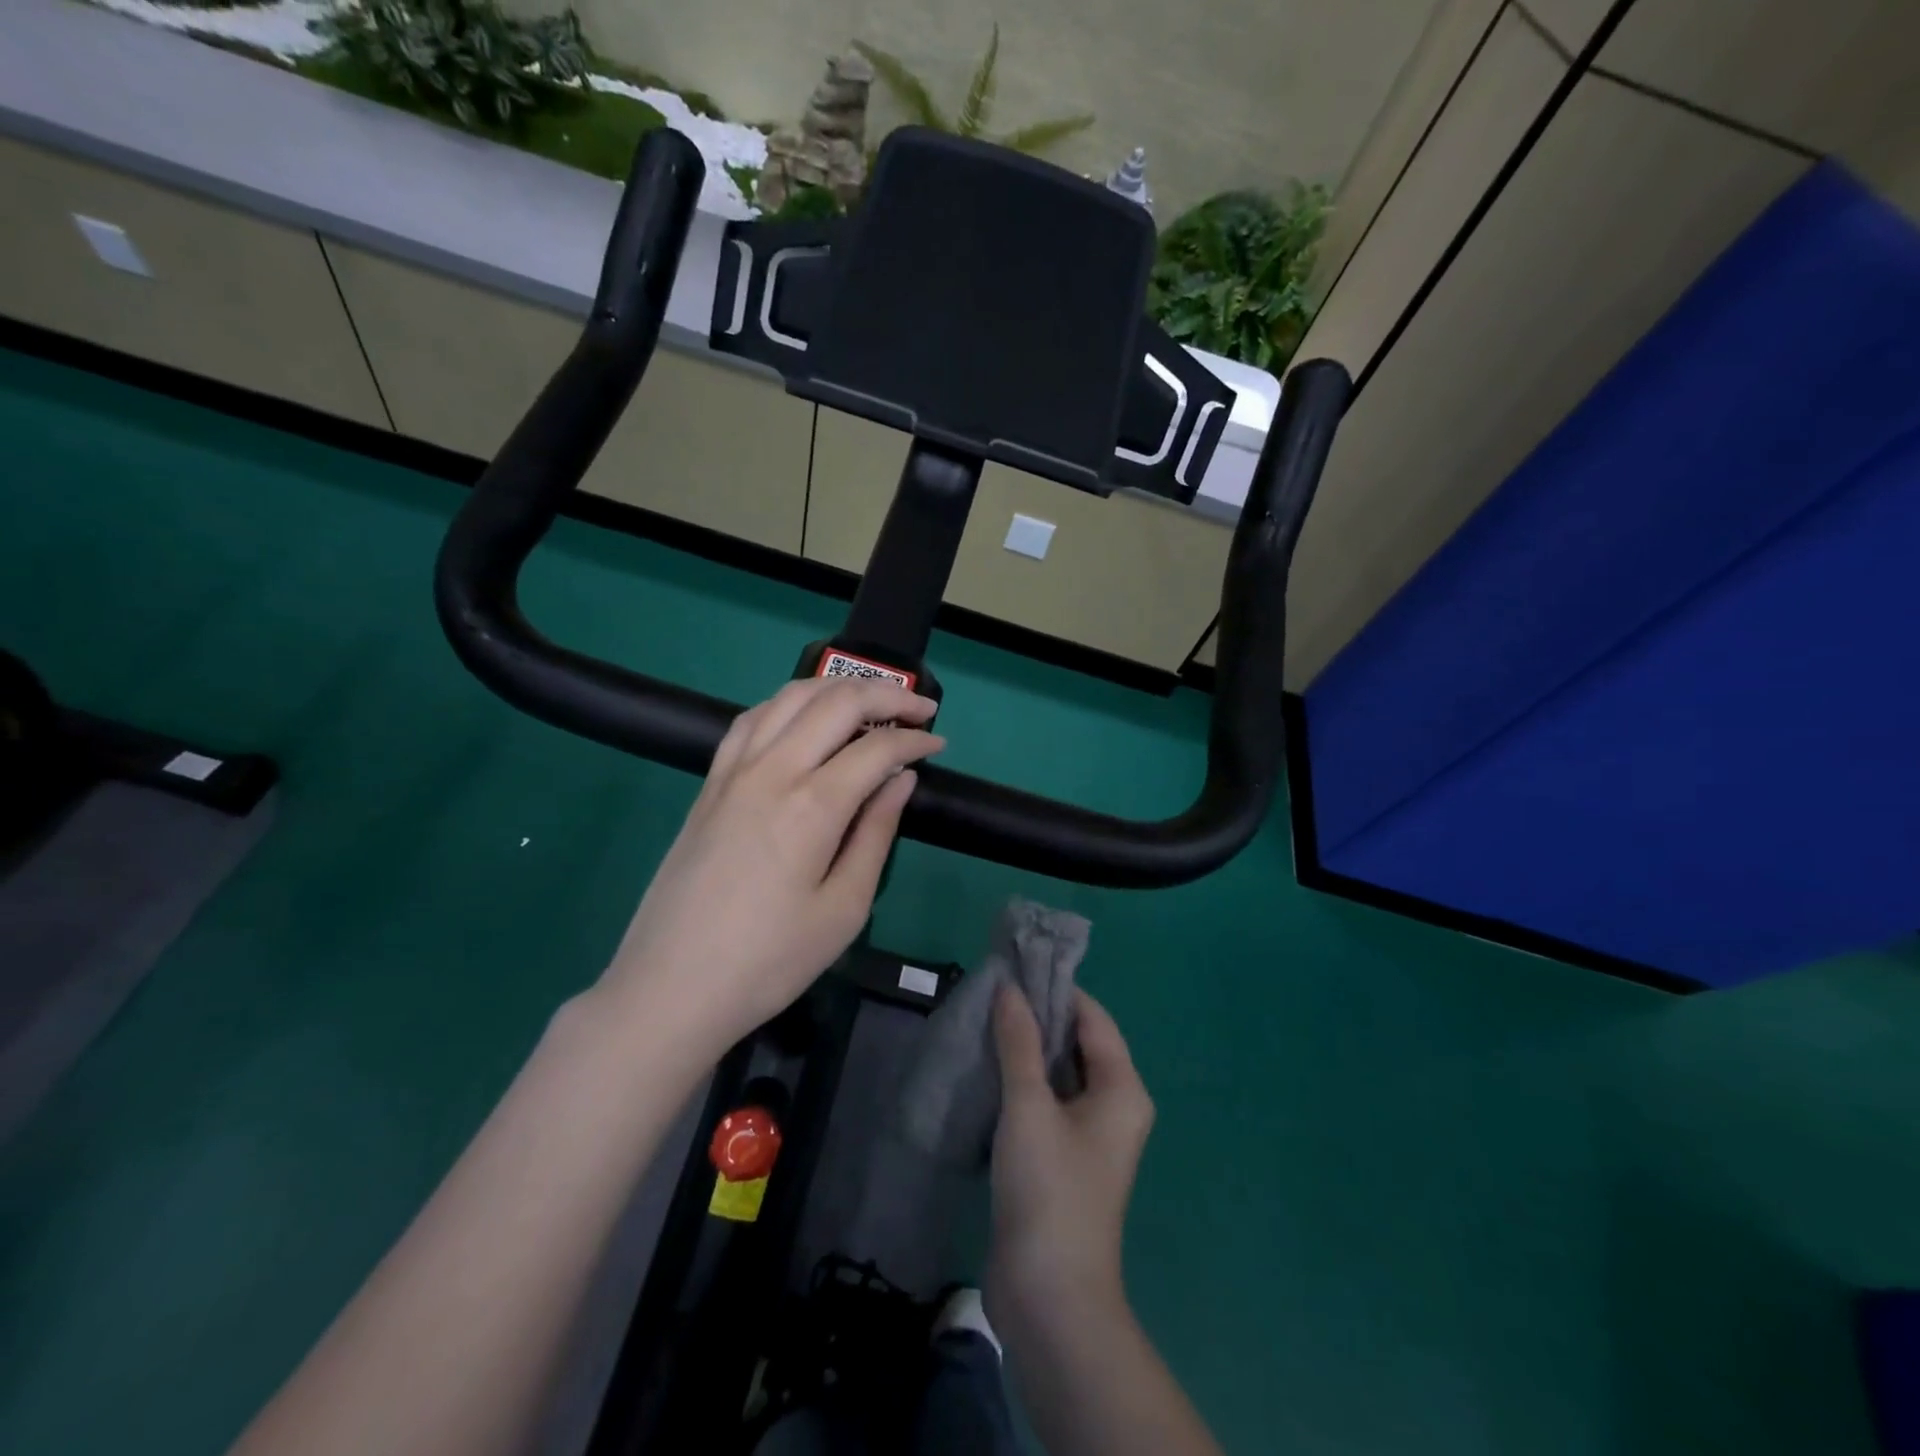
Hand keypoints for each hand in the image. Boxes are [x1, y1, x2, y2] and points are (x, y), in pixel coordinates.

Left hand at [600, 677, 942, 1052]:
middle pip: (835, 702)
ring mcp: (733, 772)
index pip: (876, 747)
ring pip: (790, 697)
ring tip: (870, 700)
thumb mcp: (844, 909)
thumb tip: (902, 778)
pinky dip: (788, 703)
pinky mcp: (710, 783)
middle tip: (919, 709)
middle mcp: (771, 771)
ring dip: (837, 687)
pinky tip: (804, 717)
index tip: (939, 744)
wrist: (670, 988)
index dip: (915, 738)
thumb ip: (876, 833)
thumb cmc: (769, 961)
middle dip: (886, 695)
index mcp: (811, 805)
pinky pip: (751, 719)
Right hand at [987, 985, 1154, 1335]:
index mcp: (1121, 1088)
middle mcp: (1113, 1106)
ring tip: (982, 1022)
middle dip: (1037, 1018)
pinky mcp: (1062, 1158)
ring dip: (1024, 1050)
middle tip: (991, 992)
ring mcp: (1088, 1135)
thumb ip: (1018, 1042)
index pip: (1091, 1017)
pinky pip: (1044, 1102)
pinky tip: (985, 1069)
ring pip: (1057, 1074)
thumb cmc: (1048, 1189)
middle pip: (1076, 1043)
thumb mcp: (1029, 1106)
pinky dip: (1020, 1082)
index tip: (1014, 967)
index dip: (1056, 990)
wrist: (1049, 1297)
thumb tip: (1009, 988)